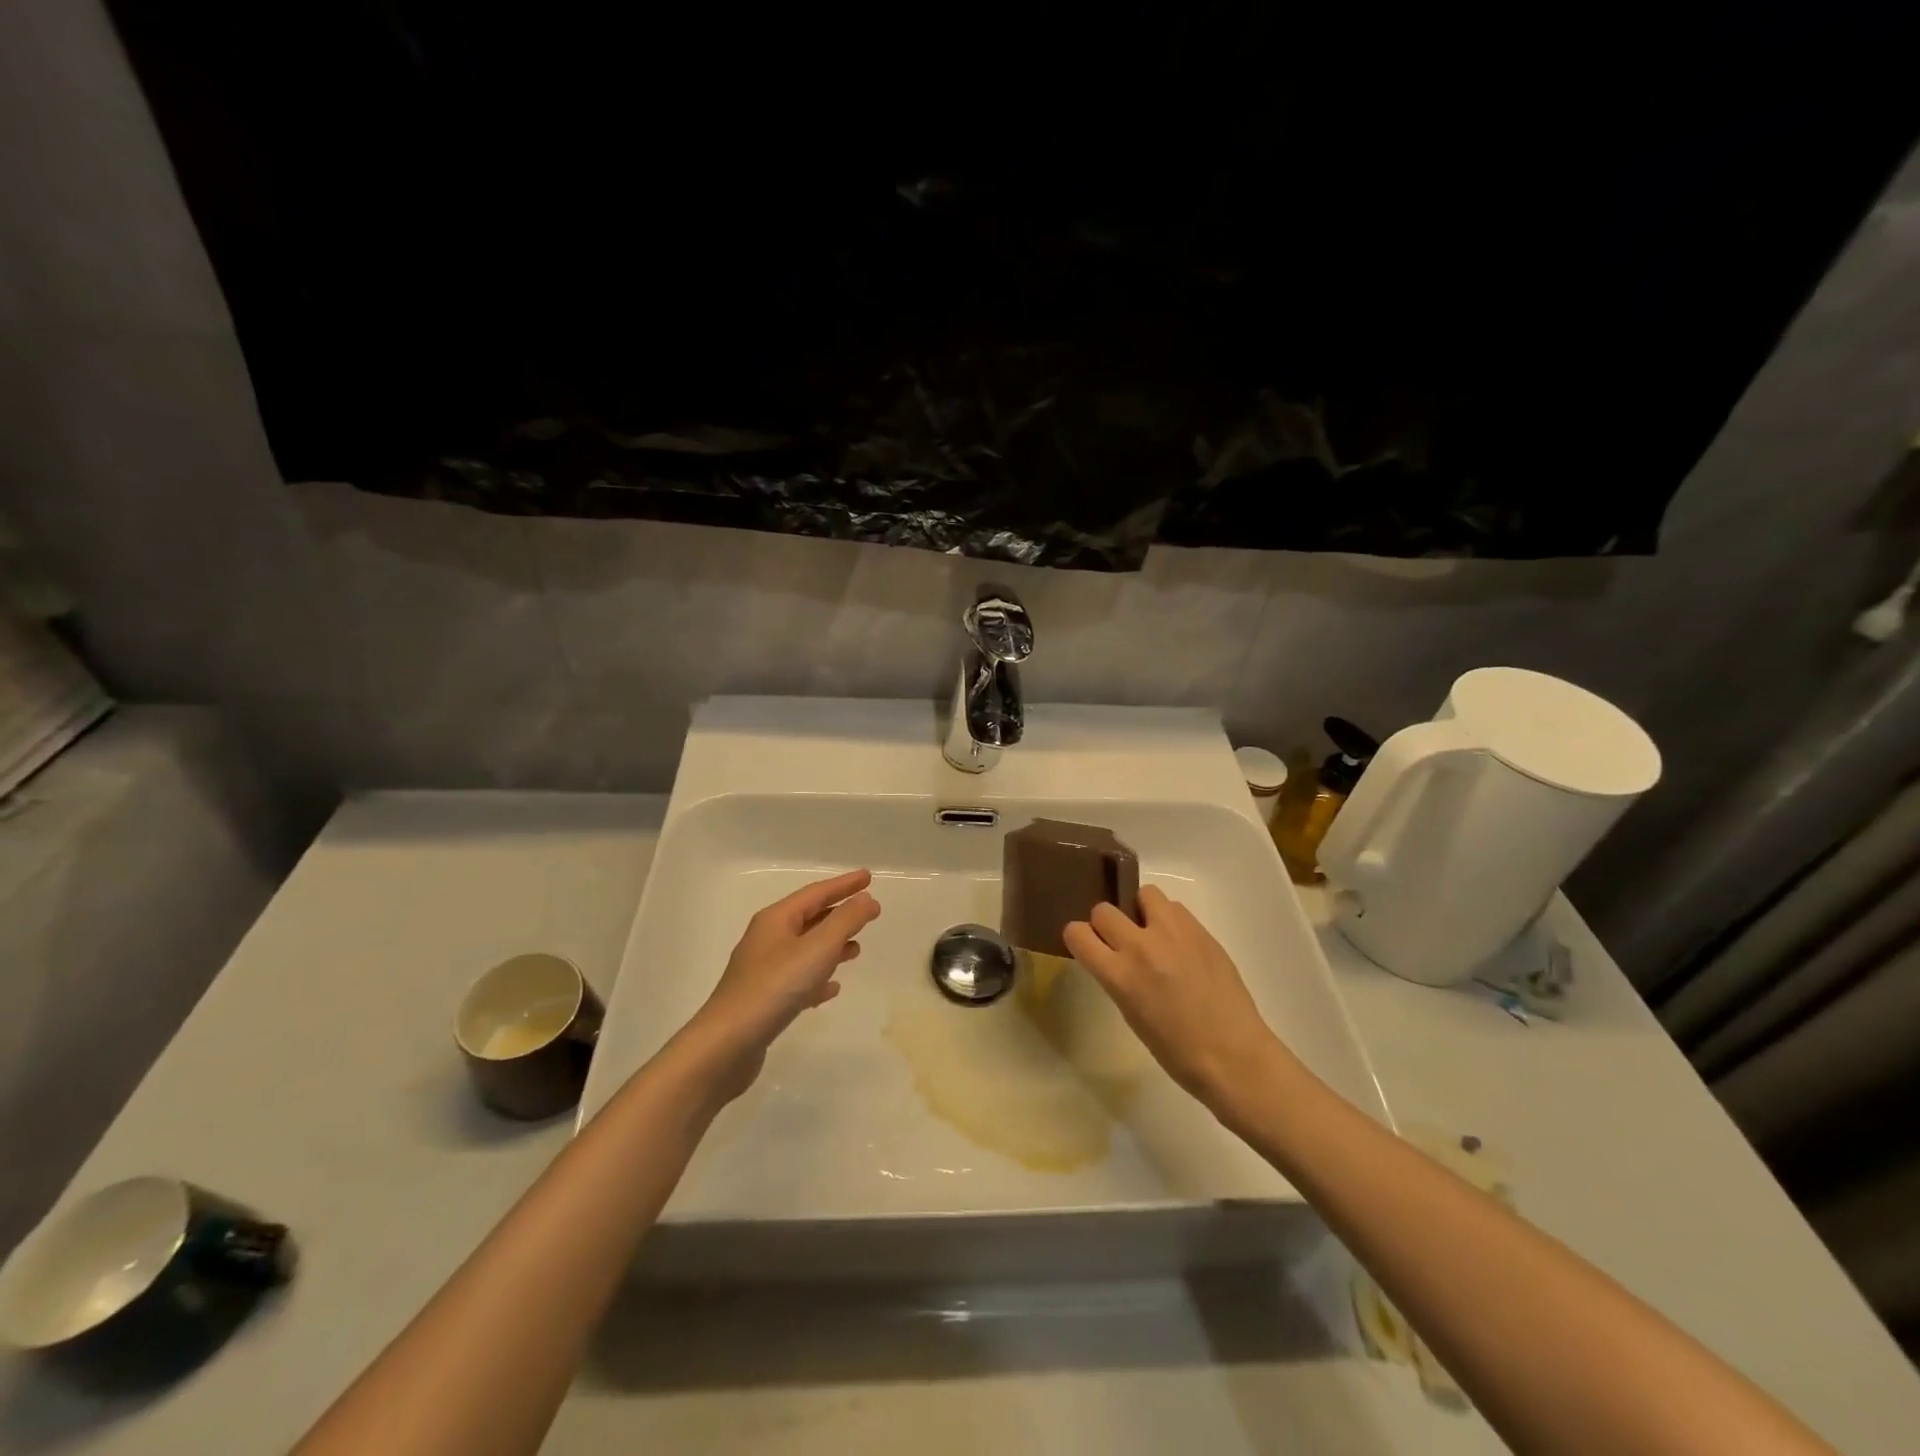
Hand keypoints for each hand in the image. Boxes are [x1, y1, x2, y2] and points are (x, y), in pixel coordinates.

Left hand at [689, 870, 880, 1096]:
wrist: (727, 1044)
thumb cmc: (774, 987)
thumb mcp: (817, 948)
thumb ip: (845, 921)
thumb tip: (866, 899)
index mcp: (776, 919)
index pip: (816, 893)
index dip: (844, 885)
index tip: (869, 877)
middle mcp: (767, 939)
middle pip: (809, 918)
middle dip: (839, 913)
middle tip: (868, 911)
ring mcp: (763, 971)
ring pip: (805, 949)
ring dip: (832, 945)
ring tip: (857, 949)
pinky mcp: (764, 1000)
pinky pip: (798, 979)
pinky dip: (818, 977)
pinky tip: (832, 988)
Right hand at [1063, 884, 1289, 1111]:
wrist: (1234, 1056)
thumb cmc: (1176, 1051)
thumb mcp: (1131, 1014)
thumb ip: (1117, 977)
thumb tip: (1114, 957)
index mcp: (1119, 975)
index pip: (1077, 933)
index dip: (1079, 938)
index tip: (1088, 946)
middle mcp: (1141, 946)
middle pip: (1104, 910)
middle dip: (1106, 924)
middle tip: (1120, 941)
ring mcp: (1174, 934)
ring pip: (1144, 894)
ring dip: (1140, 911)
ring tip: (1153, 934)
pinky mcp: (1201, 931)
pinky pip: (1175, 908)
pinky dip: (1169, 919)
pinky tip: (1179, 944)